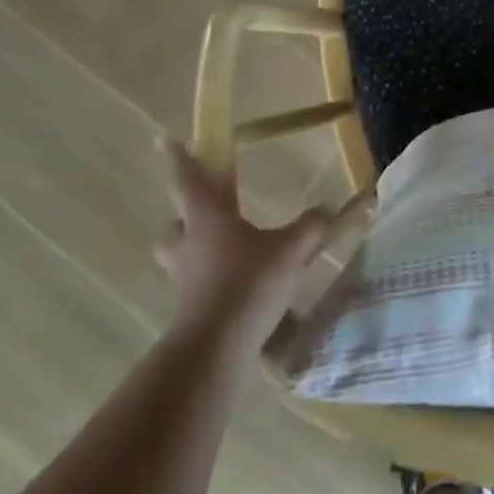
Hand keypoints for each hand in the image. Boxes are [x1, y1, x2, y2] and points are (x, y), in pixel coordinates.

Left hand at [153, 137, 355, 337]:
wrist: (214, 354)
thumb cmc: (248, 285)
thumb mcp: (291, 250)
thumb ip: (312, 226)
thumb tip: (329, 209)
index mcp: (207, 219)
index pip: (188, 180)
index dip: (178, 158)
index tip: (164, 140)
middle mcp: (190, 247)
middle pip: (175, 226)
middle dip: (185, 218)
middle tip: (207, 214)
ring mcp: (186, 283)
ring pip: (181, 259)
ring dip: (197, 252)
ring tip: (230, 253)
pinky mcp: (192, 314)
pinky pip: (199, 288)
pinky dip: (215, 283)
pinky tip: (243, 289)